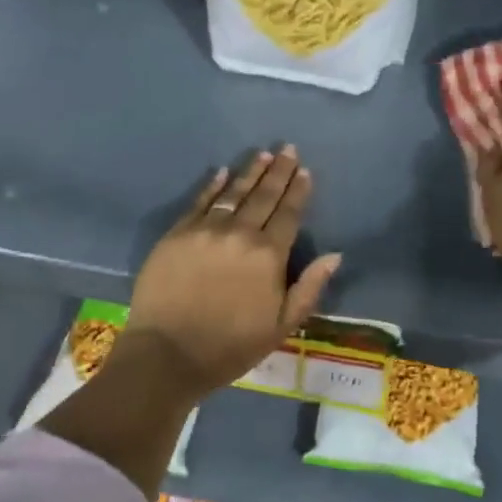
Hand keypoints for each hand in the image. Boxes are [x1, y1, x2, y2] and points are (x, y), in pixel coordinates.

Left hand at [119, 147, 341, 398]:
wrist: (167, 353)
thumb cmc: (230, 346)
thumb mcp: (281, 326)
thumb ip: (309, 288)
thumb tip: (334, 256)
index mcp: (268, 255)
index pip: (288, 214)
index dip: (298, 191)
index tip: (305, 171)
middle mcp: (239, 233)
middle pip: (263, 196)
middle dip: (278, 172)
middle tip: (288, 149)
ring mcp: (205, 230)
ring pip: (233, 193)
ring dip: (250, 172)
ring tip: (263, 155)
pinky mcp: (177, 234)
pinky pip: (199, 202)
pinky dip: (212, 185)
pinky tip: (221, 172)